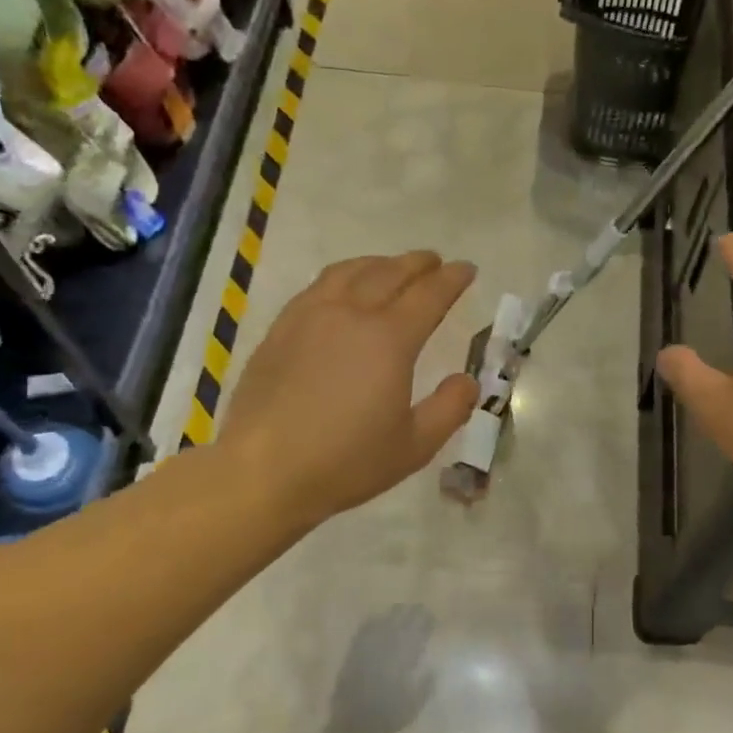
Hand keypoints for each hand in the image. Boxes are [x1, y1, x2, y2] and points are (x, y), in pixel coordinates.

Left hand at [216, 251, 479, 526]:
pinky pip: (318, 287)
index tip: (467, 269)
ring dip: (378, 263)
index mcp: (389, 340)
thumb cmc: (346, 462)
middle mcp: (350, 314)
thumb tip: (468, 381)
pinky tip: (342, 290)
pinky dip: (342, 276)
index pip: (429, 295)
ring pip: (349, 272)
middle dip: (418, 264)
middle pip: (389, 273)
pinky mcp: (280, 330)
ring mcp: (309, 317)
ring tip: (391, 267)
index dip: (452, 279)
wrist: (264, 470)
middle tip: (435, 262)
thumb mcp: (414, 446)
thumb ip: (449, 409)